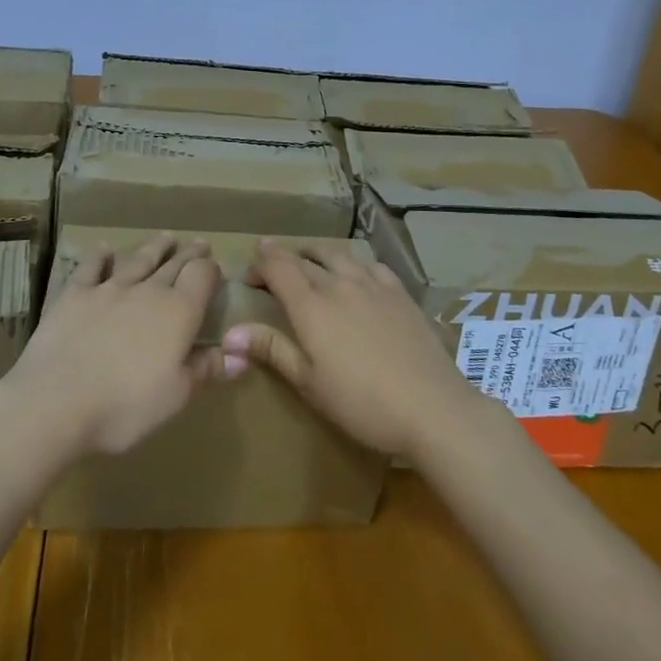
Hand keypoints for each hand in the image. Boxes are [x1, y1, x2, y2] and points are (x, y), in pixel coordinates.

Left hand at [0, 233, 226, 458]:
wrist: (55, 402)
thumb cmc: (125, 406)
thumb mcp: (176, 397)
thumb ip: (206, 370)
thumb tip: (239, 355)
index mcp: (179, 312)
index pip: (202, 277)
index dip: (210, 270)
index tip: (215, 267)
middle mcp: (148, 290)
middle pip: (174, 263)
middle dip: (188, 253)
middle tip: (198, 243)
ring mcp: (109, 288)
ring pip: (138, 260)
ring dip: (154, 247)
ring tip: (165, 237)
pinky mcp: (75, 294)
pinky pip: (92, 267)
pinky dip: (100, 256)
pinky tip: (104, 249)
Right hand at [225, 239, 486, 459]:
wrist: (431, 406)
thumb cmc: (362, 402)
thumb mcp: (309, 383)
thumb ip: (272, 349)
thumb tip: (229, 333)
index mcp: (311, 305)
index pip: (277, 266)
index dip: (259, 263)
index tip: (248, 275)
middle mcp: (339, 283)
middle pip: (304, 257)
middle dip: (282, 258)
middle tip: (270, 266)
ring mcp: (372, 284)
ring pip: (337, 254)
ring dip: (315, 254)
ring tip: (307, 261)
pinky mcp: (399, 291)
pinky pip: (369, 264)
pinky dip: (352, 263)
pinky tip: (355, 275)